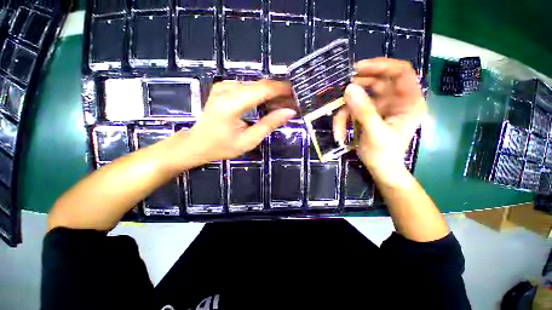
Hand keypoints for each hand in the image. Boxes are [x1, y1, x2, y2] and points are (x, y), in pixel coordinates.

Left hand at [184, 80, 295, 164]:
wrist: (197, 143)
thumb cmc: (222, 147)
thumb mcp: (249, 140)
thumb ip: (269, 124)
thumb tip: (290, 112)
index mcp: (231, 104)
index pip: (263, 89)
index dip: (282, 89)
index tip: (297, 93)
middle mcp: (226, 89)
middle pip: (260, 84)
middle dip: (279, 92)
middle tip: (292, 102)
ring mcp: (223, 86)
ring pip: (255, 85)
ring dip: (271, 93)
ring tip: (283, 105)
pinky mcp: (223, 87)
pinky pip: (248, 87)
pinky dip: (260, 94)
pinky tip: (267, 104)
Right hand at [333, 58, 426, 179]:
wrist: (381, 169)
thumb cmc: (383, 154)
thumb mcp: (374, 132)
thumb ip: (363, 110)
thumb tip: (348, 88)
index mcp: (409, 102)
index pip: (400, 72)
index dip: (381, 66)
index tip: (358, 68)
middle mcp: (397, 101)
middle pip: (378, 81)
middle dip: (359, 86)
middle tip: (342, 89)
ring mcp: (383, 107)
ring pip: (363, 96)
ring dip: (347, 108)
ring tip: (338, 121)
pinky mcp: (371, 114)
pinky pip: (356, 109)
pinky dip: (345, 117)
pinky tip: (339, 130)